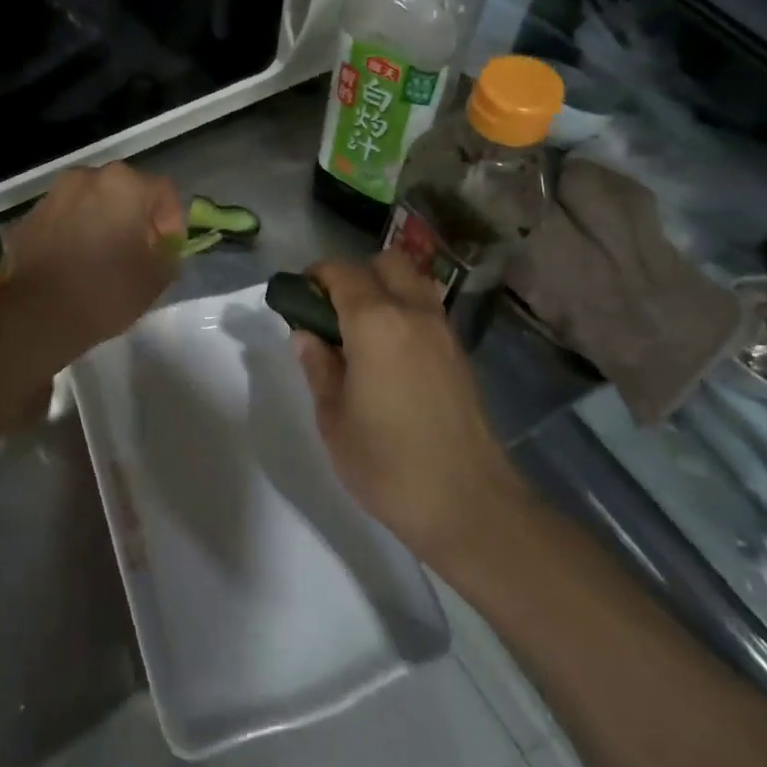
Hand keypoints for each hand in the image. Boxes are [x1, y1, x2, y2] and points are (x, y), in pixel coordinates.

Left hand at [3, 162, 184, 368]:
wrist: (36, 315)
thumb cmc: (105, 291)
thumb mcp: (156, 278)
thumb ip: (168, 255)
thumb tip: (161, 249)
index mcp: (123, 184)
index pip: (163, 191)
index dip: (173, 222)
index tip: (167, 251)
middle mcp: (87, 177)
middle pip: (125, 191)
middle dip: (137, 218)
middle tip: (140, 252)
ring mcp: (54, 195)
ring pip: (92, 202)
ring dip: (105, 222)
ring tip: (106, 257)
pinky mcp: (30, 216)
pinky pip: (66, 217)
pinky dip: (77, 232)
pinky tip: (77, 263)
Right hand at [294, 251, 527, 564]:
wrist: (467, 503)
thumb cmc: (387, 462)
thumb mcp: (333, 418)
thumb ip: (318, 367)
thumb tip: (306, 335)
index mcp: (375, 322)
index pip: (342, 273)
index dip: (316, 276)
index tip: (298, 297)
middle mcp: (413, 313)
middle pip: (386, 263)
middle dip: (355, 274)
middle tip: (332, 312)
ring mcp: (443, 332)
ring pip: (413, 283)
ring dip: (385, 290)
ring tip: (361, 332)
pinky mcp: (460, 355)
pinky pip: (427, 312)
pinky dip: (405, 313)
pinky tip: (389, 355)